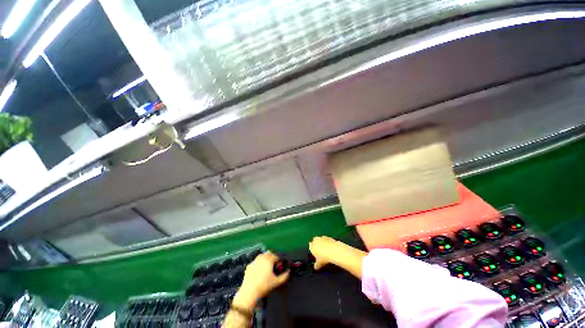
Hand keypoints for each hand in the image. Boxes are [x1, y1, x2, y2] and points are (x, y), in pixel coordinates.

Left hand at [232, 251, 288, 310]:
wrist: (249, 292)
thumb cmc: (264, 286)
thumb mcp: (276, 282)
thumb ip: (284, 276)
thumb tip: (288, 272)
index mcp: (269, 260)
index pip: (276, 256)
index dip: (279, 260)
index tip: (279, 266)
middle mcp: (262, 258)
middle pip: (269, 253)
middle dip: (272, 257)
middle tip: (274, 265)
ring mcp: (255, 261)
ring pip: (261, 255)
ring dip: (265, 258)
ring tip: (266, 266)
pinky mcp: (249, 266)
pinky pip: (255, 261)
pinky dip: (258, 263)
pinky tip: (259, 270)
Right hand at [309, 236, 346, 269]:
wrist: (333, 251)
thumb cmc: (324, 257)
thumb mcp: (319, 263)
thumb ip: (316, 265)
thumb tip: (315, 267)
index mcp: (312, 246)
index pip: (310, 246)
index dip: (312, 249)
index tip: (315, 253)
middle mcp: (316, 240)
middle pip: (315, 241)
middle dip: (317, 244)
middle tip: (320, 250)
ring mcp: (322, 238)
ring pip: (321, 239)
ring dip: (322, 242)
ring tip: (326, 249)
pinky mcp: (328, 237)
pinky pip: (327, 239)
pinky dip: (328, 242)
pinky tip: (331, 247)